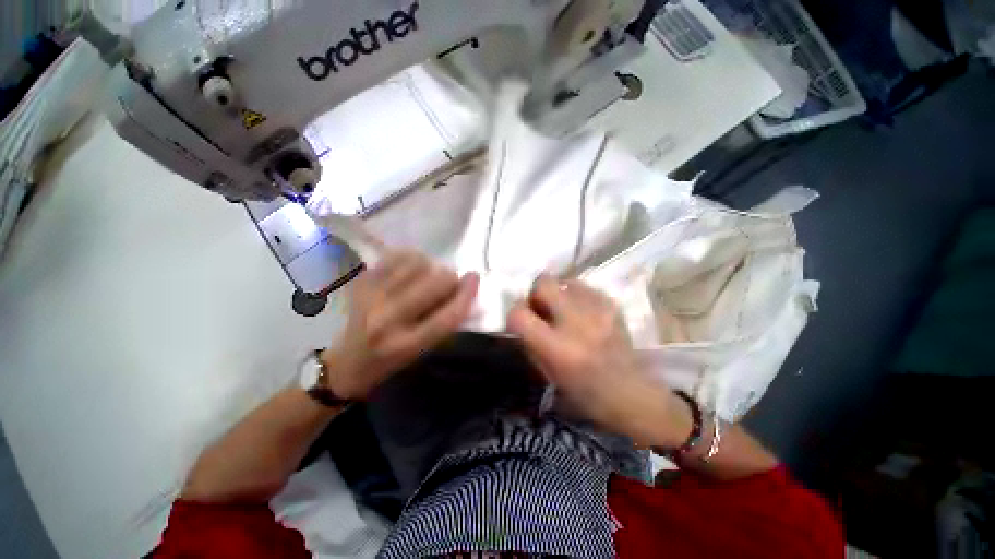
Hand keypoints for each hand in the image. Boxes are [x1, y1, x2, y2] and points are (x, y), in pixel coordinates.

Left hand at [321, 251, 478, 400]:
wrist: (347, 361)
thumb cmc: (393, 360)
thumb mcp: (424, 350)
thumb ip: (447, 321)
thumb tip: (466, 289)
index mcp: (407, 344)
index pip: (448, 315)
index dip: (467, 293)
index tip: (475, 277)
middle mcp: (388, 319)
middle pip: (436, 282)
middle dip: (449, 279)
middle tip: (447, 283)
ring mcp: (372, 296)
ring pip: (419, 263)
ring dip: (431, 267)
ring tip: (426, 276)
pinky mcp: (363, 280)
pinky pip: (399, 255)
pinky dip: (412, 258)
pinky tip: (412, 268)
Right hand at [507, 275, 691, 446]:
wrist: (631, 393)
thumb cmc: (583, 393)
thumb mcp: (547, 375)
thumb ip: (530, 343)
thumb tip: (522, 319)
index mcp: (557, 349)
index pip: (519, 314)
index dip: (514, 314)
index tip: (520, 320)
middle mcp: (576, 323)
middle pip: (544, 283)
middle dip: (536, 293)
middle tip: (542, 308)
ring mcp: (598, 310)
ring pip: (565, 280)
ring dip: (558, 293)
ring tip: (564, 309)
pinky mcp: (613, 304)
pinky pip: (585, 287)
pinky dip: (577, 296)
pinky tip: (582, 311)